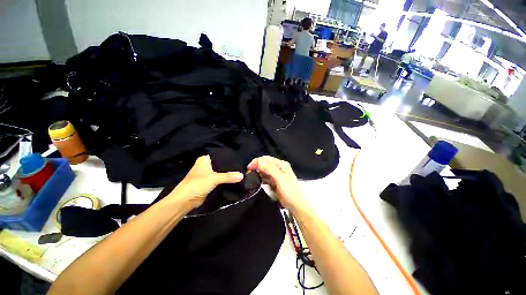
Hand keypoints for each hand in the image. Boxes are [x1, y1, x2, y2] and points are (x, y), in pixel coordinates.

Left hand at [168, 155, 243, 209]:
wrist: (186, 200)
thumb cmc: (197, 184)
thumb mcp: (214, 178)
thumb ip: (229, 176)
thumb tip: (242, 175)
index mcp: (205, 159)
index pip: (219, 155)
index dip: (229, 156)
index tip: (240, 156)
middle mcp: (206, 165)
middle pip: (221, 163)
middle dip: (230, 165)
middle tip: (242, 164)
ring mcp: (207, 174)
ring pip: (221, 171)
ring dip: (228, 173)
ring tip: (241, 170)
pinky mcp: (209, 182)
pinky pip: (220, 178)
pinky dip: (226, 179)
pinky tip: (234, 178)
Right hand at [247, 156, 309, 211]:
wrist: (296, 205)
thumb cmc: (289, 191)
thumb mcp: (279, 178)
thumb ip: (269, 169)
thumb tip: (258, 161)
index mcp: (281, 164)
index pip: (266, 159)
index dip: (257, 161)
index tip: (249, 168)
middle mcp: (279, 168)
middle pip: (265, 164)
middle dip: (257, 167)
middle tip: (249, 173)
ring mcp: (277, 175)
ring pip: (264, 171)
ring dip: (258, 173)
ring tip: (252, 178)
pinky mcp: (274, 182)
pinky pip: (266, 178)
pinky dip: (261, 179)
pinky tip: (257, 181)